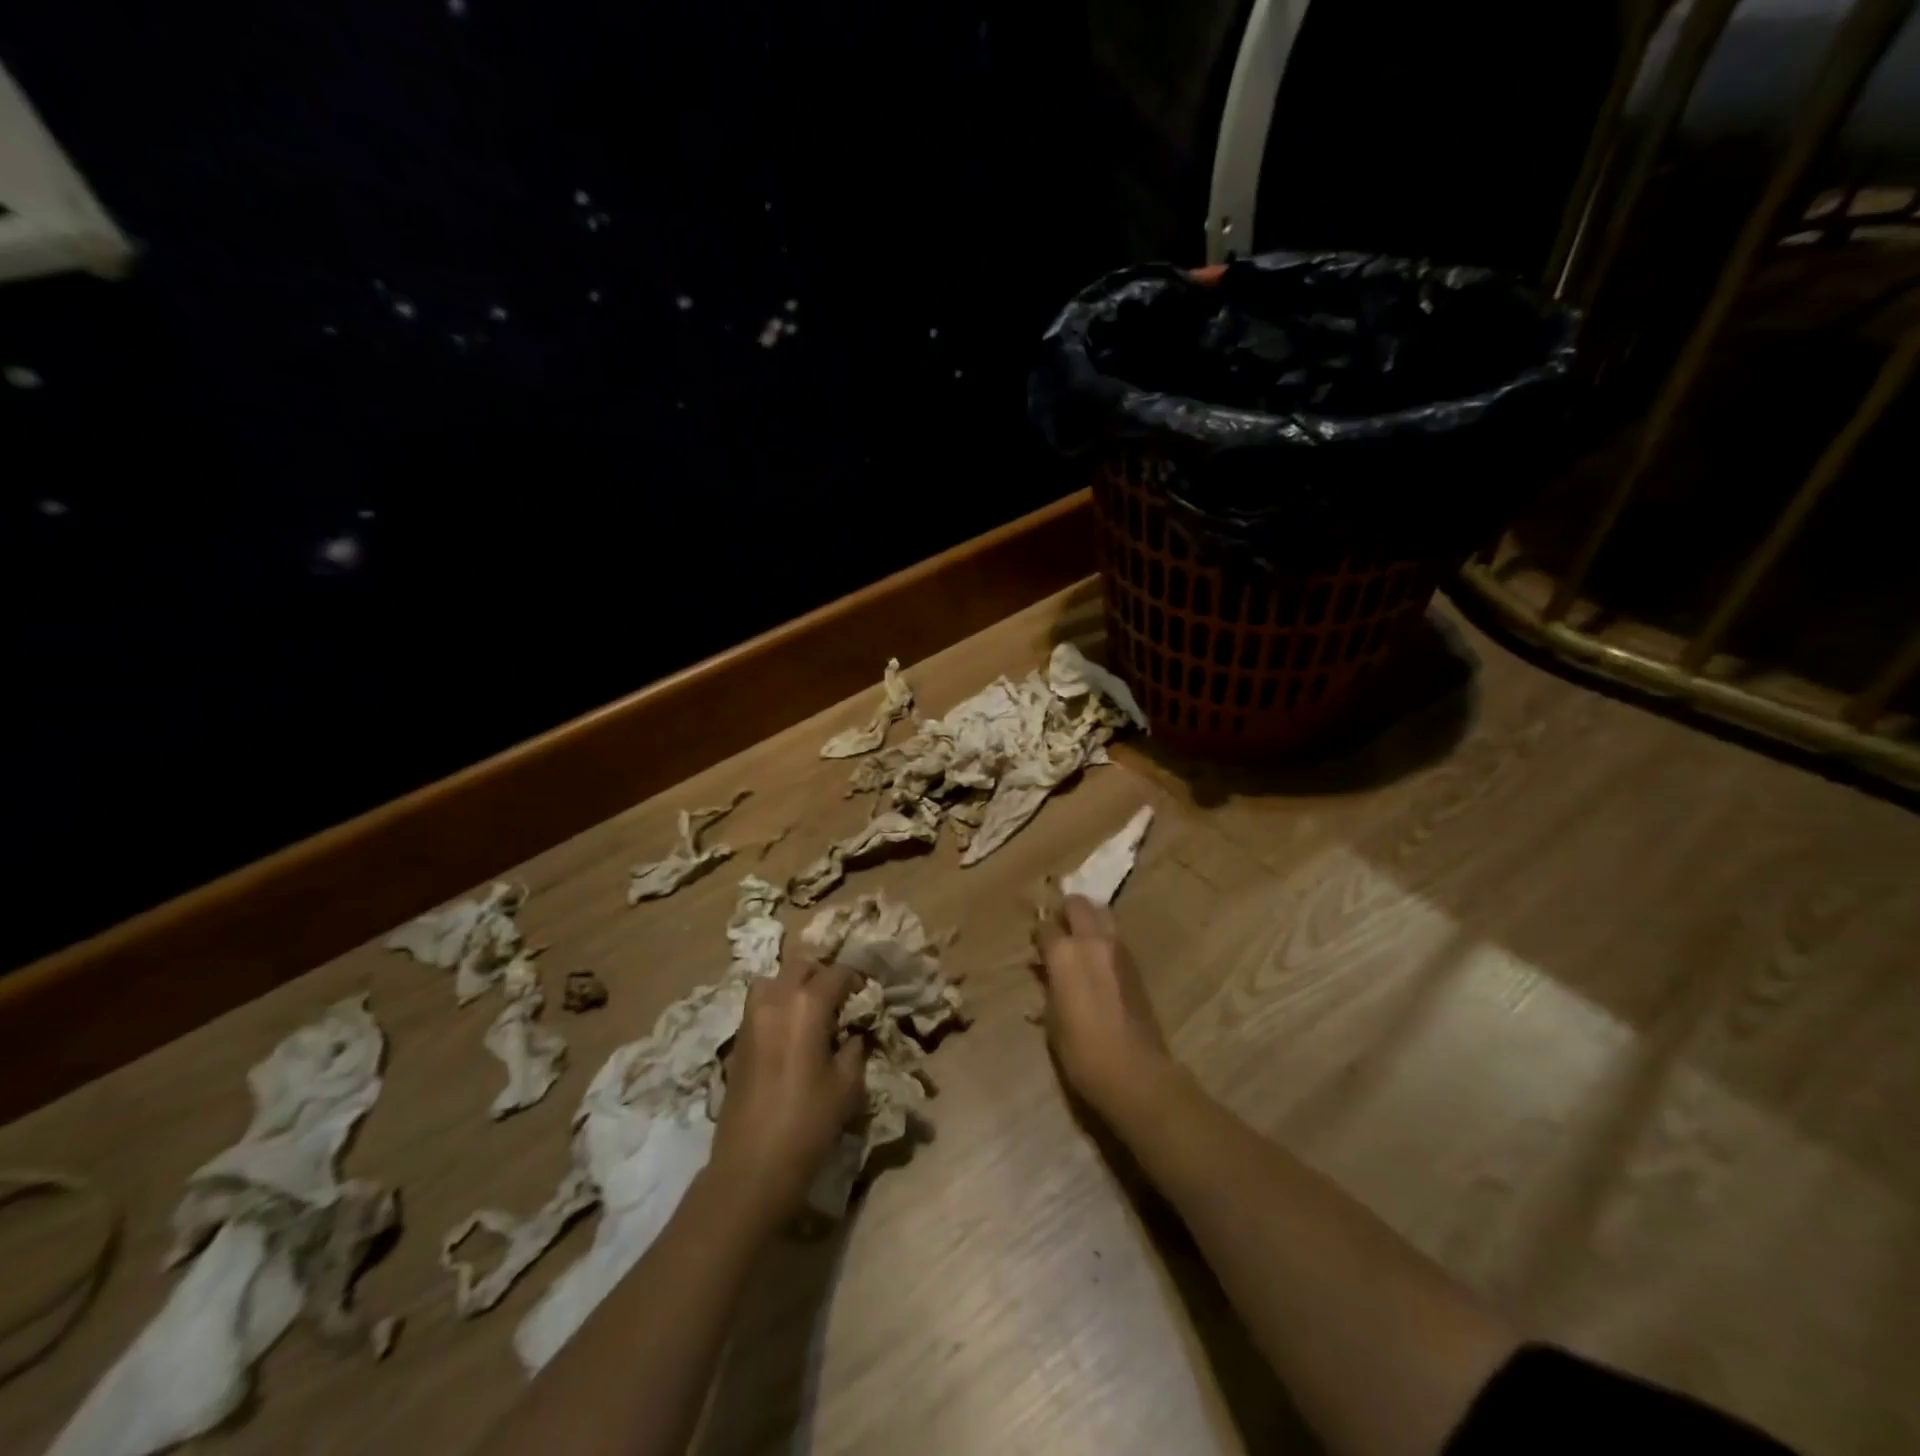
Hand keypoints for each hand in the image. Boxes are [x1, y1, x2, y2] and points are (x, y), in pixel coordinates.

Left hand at [710, 957, 867, 1220]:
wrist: (752, 1167)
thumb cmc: (808, 1122)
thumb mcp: (847, 1084)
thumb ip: (854, 1047)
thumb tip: (853, 1032)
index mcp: (806, 1003)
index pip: (837, 973)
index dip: (856, 980)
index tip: (868, 994)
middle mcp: (775, 999)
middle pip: (801, 966)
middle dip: (823, 975)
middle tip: (841, 998)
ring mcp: (750, 1017)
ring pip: (773, 979)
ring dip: (794, 985)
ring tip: (811, 1011)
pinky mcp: (737, 1039)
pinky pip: (759, 1004)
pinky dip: (777, 1004)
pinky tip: (790, 1031)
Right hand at [1033, 895, 1176, 1120]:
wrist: (1136, 1072)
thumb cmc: (1082, 1052)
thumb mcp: (1052, 1020)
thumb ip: (1048, 986)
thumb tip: (1046, 972)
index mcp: (1065, 954)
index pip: (1046, 926)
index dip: (1038, 934)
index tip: (1035, 945)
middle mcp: (1092, 942)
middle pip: (1077, 904)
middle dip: (1065, 911)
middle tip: (1058, 930)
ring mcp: (1118, 950)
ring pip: (1102, 915)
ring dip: (1088, 921)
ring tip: (1079, 942)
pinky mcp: (1136, 964)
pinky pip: (1115, 938)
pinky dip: (1103, 939)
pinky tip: (1098, 962)